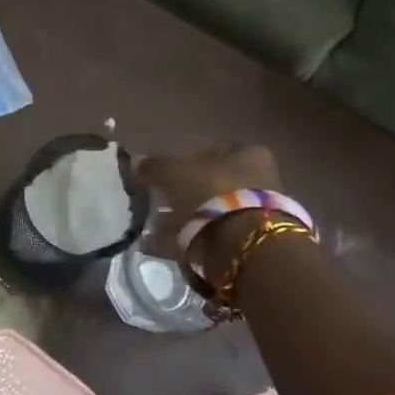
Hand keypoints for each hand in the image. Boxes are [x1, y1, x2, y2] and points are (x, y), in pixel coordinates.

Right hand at [135, 144, 282, 264]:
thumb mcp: (174, 173)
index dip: (181, 161)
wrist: (243, 244)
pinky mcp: (246, 240)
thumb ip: (155, 166)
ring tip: (152, 227)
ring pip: (209, 211)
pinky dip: (184, 238)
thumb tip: (137, 160)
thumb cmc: (212, 193)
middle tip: (155, 202)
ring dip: (182, 218)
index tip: (159, 175)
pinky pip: (208, 235)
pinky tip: (160, 244)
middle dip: (181, 193)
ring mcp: (253, 212)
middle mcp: (257, 178)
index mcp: (247, 153)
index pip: (209, 150)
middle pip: (210, 183)